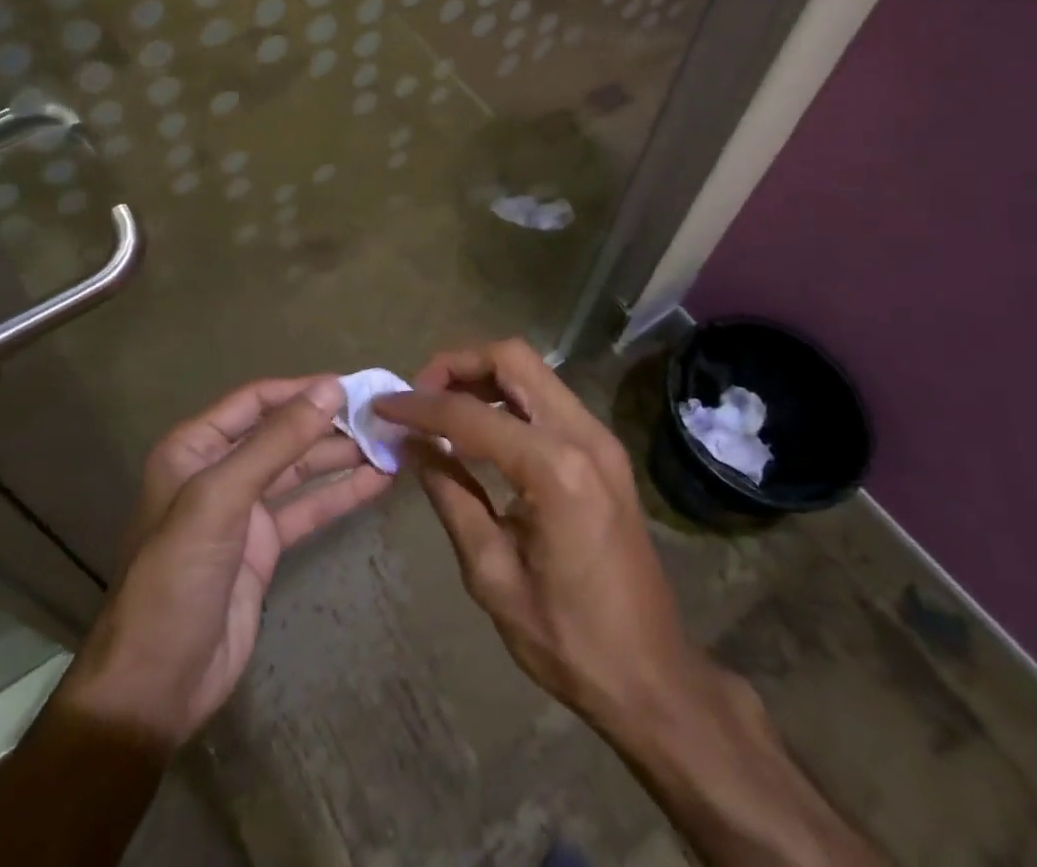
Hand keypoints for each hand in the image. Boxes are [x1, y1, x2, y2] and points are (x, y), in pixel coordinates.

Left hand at [58, 374, 391, 749]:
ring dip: (340, 457)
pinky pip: (307, 509)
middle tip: (381, 417)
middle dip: (328, 424)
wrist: (156, 684)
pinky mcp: (264, 547)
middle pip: (281, 433)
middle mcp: (218, 470)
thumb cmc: (177, 575)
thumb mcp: (222, 497)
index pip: (255, 401)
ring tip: (389, 444)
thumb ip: (277, 442)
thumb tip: (330, 388)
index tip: (352, 386)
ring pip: (299, 470)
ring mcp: (243, 510)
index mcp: (194, 447)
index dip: (301, 390)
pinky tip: (377, 482)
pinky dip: (340, 494)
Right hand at [373, 341, 725, 734]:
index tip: (382, 406)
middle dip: (457, 364)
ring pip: (532, 371)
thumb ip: (450, 495)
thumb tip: (412, 444)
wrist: (654, 677)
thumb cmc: (569, 640)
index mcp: (555, 470)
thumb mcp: (492, 573)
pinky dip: (506, 398)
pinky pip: (546, 398)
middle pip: (513, 358)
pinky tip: (479, 431)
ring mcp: (600, 438)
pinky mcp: (604, 450)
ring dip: (482, 377)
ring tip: (441, 410)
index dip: (419, 407)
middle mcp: (583, 435)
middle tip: (419, 396)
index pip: (471, 415)